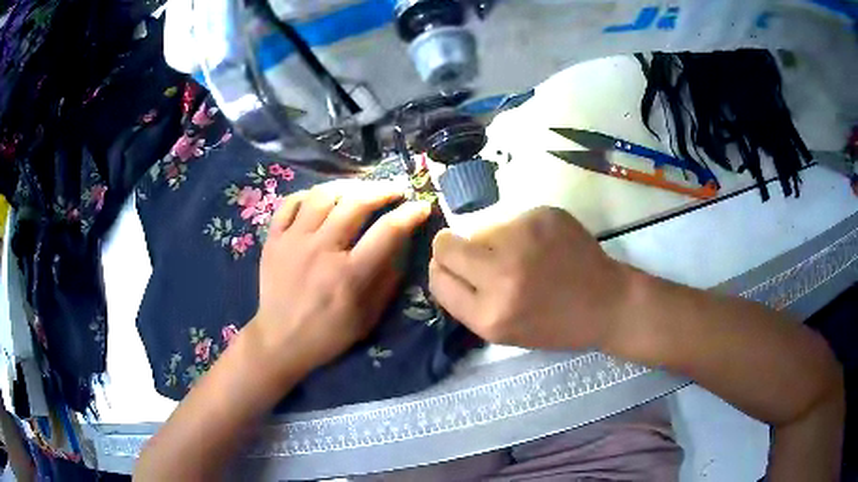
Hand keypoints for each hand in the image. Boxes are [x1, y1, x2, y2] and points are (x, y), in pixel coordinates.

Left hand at [249, 180, 430, 380]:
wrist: (280, 340)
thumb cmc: (328, 334)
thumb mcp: (367, 317)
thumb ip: (387, 280)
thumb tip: (400, 243)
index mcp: (349, 275)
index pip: (387, 231)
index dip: (409, 214)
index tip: (421, 206)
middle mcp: (321, 250)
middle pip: (356, 203)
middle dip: (382, 190)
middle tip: (395, 189)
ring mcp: (293, 241)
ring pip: (322, 195)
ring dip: (348, 187)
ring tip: (360, 190)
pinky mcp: (273, 239)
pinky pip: (290, 203)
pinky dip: (309, 195)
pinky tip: (321, 200)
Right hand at [429, 206, 630, 350]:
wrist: (607, 303)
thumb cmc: (556, 326)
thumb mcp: (503, 332)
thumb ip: (467, 302)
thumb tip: (444, 263)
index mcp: (489, 315)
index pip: (437, 279)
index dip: (443, 272)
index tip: (456, 270)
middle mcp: (501, 275)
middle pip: (445, 244)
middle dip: (453, 248)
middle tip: (481, 255)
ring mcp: (523, 240)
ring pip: (481, 229)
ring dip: (494, 241)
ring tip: (526, 257)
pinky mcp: (542, 216)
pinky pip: (511, 219)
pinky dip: (521, 232)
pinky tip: (545, 247)